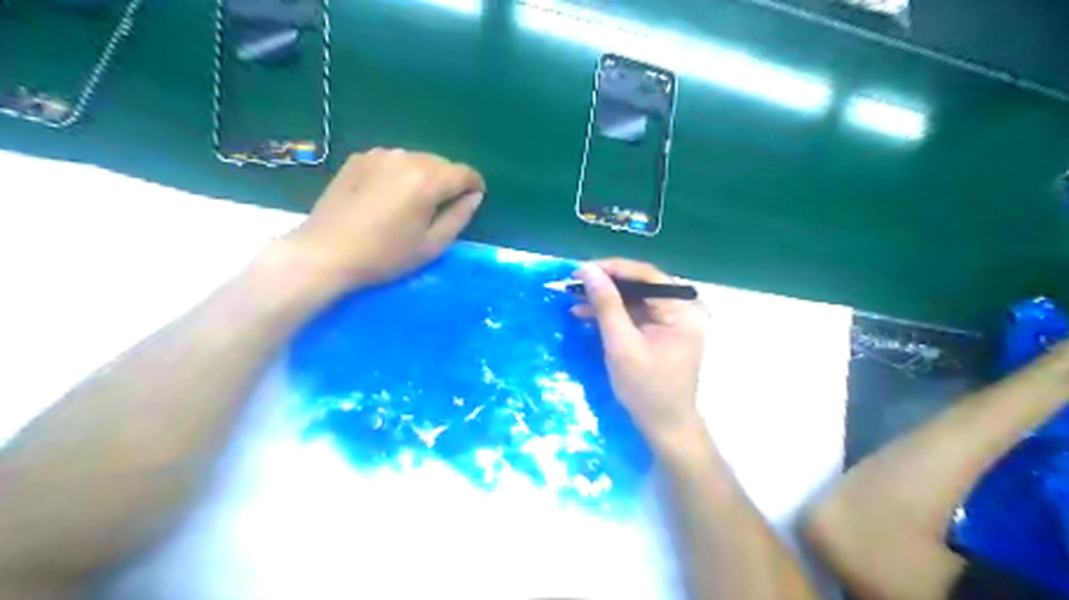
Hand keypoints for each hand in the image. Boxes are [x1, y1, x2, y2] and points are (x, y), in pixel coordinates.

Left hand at [284, 150, 484, 290]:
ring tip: (416, 201)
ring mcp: (380, 154)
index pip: (464, 172)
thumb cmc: (385, 255)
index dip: (475, 184)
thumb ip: (459, 216)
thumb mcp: (432, 245)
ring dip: (426, 176)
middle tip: (444, 206)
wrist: (326, 252)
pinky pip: (394, 160)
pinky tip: (390, 195)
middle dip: (450, 181)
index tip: (474, 199)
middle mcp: (406, 157)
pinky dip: (401, 173)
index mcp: (427, 180)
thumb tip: (474, 196)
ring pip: (418, 159)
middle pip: (441, 163)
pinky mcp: (360, 158)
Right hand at [572, 258, 706, 449]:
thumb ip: (606, 305)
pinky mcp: (661, 332)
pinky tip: (587, 314)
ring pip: (635, 299)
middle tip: (575, 283)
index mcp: (682, 310)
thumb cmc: (646, 388)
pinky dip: (612, 314)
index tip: (582, 269)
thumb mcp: (621, 344)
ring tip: (574, 299)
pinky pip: (635, 314)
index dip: (613, 269)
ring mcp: (673, 321)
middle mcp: (682, 309)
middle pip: (641, 285)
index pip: (647, 276)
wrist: (664, 427)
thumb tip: (588, 270)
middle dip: (606, 284)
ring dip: (606, 300)